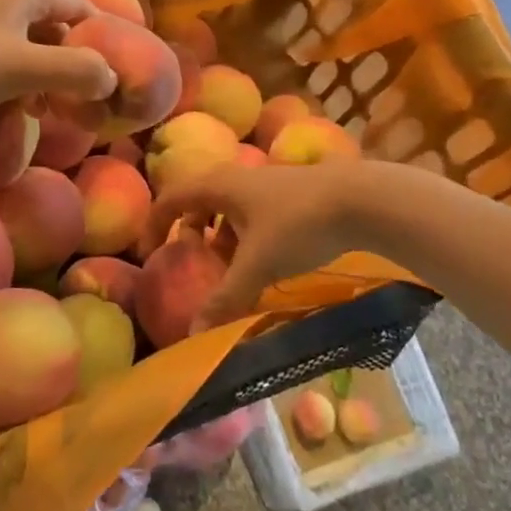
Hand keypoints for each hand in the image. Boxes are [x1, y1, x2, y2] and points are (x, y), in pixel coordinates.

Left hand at [0, 0, 117, 119]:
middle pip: (54, 27)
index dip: (101, 38)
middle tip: (84, 97)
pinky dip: (15, 79)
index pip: (80, 7)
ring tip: (50, 109)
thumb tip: (112, 79)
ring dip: (43, 75)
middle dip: (71, 62)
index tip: (114, 72)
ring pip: (26, 44)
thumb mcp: (23, 68)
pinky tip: (13, 107)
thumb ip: (74, 71)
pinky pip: (0, 57)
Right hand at [144, 162, 374, 331]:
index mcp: (219, 185)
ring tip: (230, 269)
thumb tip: (194, 332)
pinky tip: (264, 262)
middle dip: (190, 232)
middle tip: (191, 262)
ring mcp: (265, 183)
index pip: (171, 198)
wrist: (361, 199)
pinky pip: (252, 213)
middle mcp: (236, 178)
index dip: (154, 225)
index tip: (149, 254)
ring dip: (221, 237)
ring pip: (228, 208)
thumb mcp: (258, 266)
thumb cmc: (298, 225)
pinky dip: (245, 236)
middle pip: (199, 201)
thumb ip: (226, 299)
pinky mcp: (289, 192)